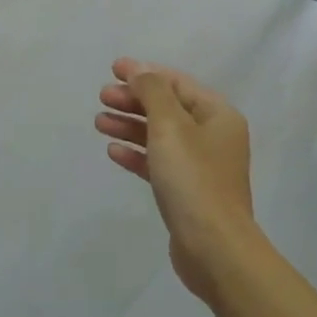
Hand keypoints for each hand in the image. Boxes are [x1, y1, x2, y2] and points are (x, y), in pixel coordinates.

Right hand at [94, 59, 256, 298]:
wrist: (214, 247)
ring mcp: (201, 166)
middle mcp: (213, 136)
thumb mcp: (170, 126)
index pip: (177, 83)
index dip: (145, 72)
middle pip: (167, 108)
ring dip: (130, 125)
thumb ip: (153, 92)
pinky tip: (113, 151)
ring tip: (99, 122)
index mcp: (218, 115)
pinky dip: (137, 154)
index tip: (113, 69)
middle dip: (134, 100)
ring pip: (160, 135)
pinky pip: (158, 163)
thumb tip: (140, 71)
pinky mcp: (187, 191)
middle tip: (102, 96)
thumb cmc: (193, 179)